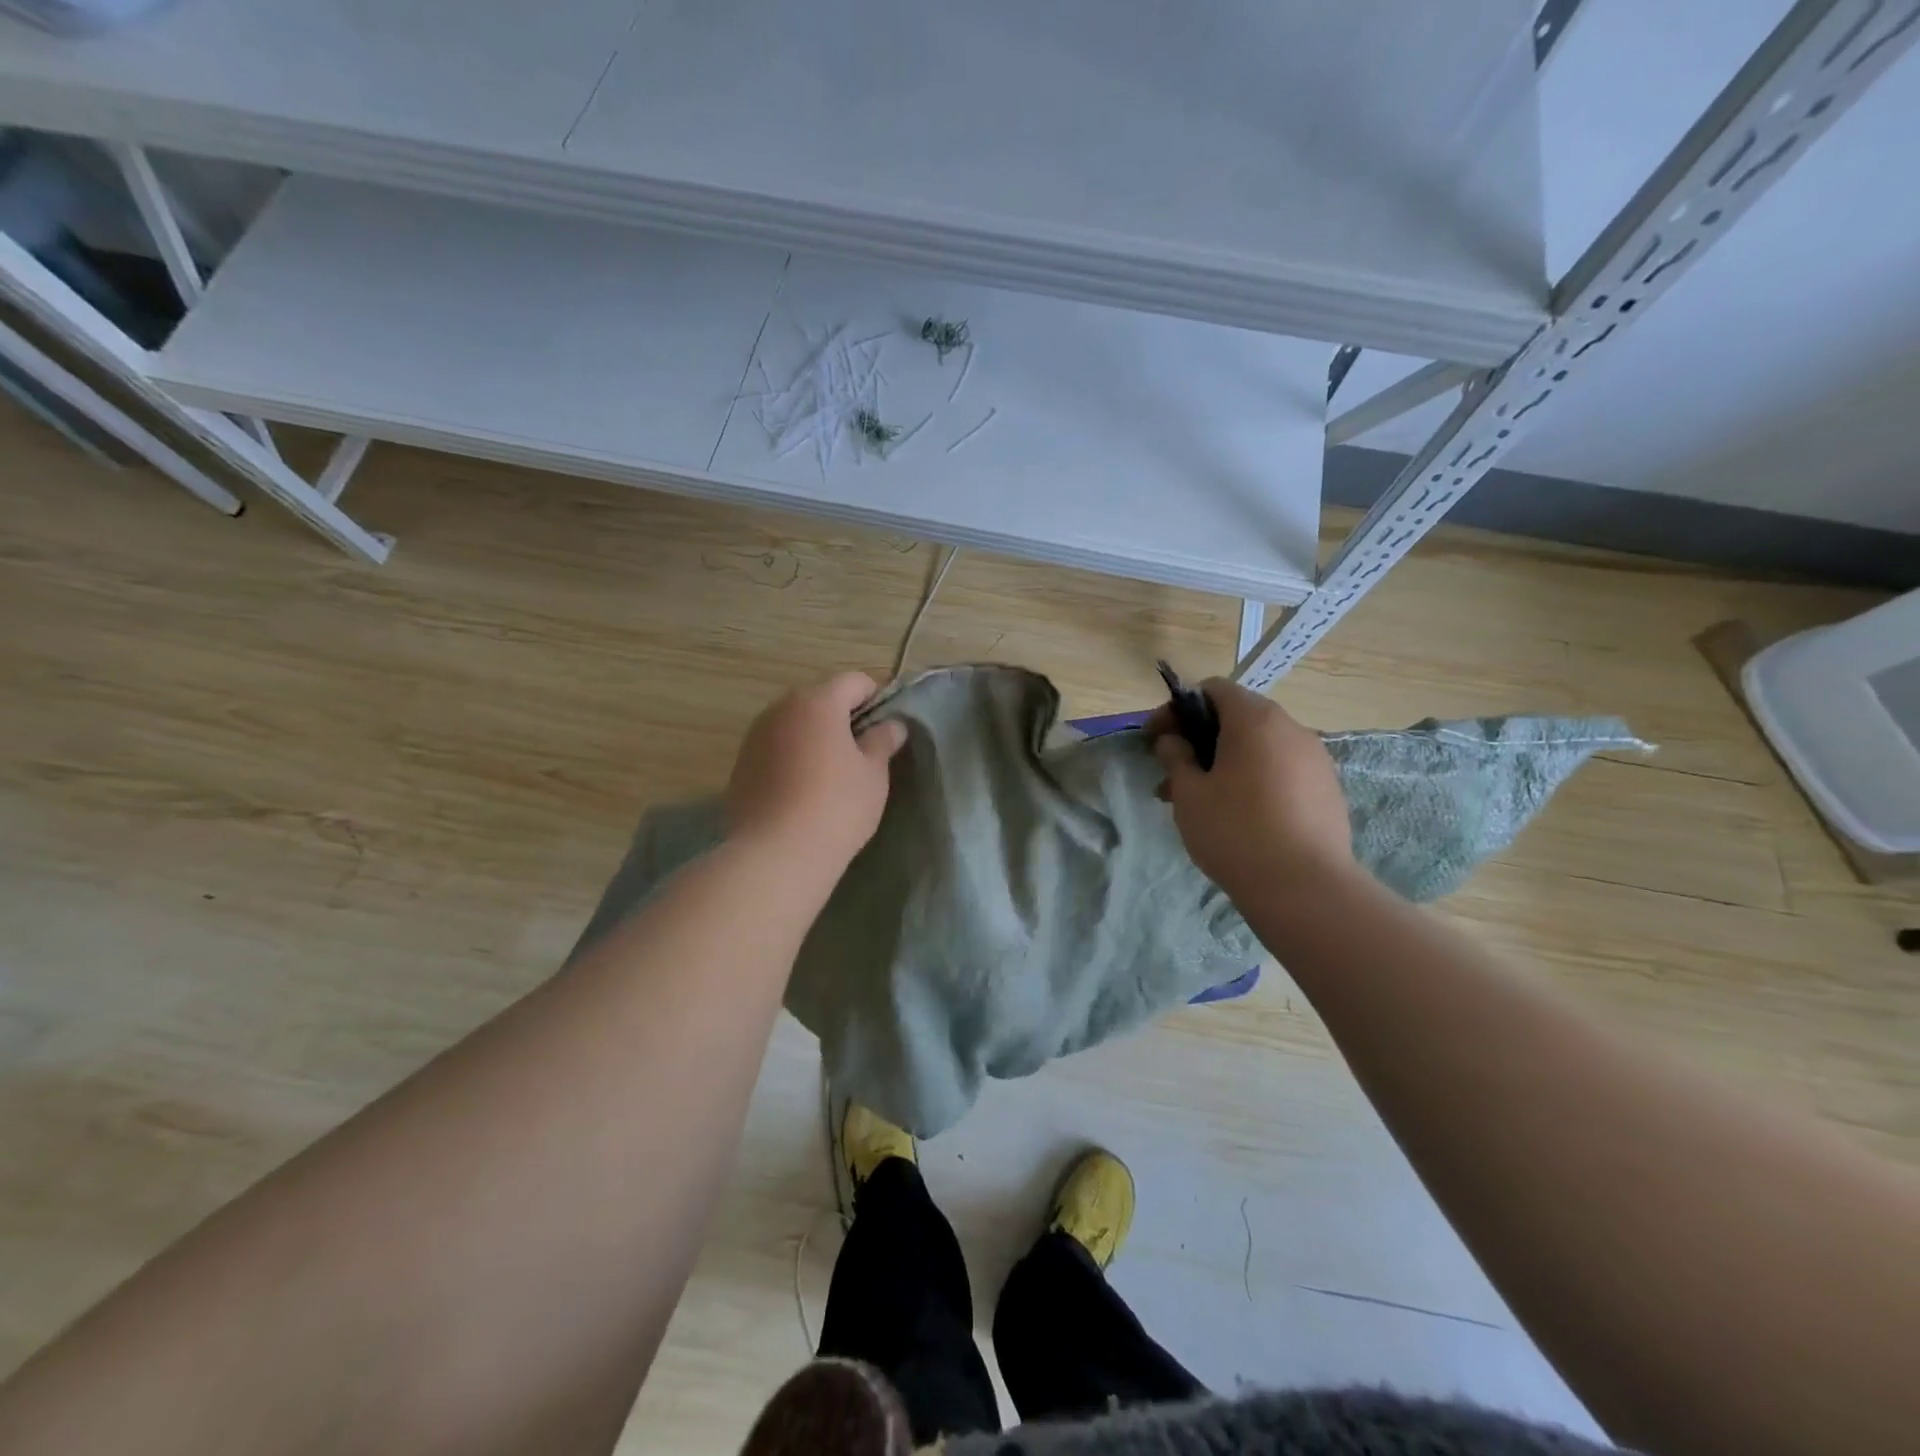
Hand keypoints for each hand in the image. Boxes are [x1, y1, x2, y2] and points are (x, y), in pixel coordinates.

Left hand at [726, 672, 907, 870]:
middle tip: (863, 752)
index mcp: (817, 701)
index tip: (888, 728)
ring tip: (833, 774)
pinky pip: (776, 748)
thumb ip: (883, 741)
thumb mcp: (873, 774)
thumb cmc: (836, 806)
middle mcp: (780, 708)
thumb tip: (892, 725)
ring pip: (795, 724)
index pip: (855, 681)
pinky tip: (804, 790)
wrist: (776, 854)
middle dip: (843, 717)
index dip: (877, 698)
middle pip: (820, 699)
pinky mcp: (741, 764)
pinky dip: (793, 757)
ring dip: (815, 737)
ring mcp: (755, 736)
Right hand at [1148, 679, 1353, 900]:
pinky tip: (1238, 816)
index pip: (1213, 690)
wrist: (1305, 888)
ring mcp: (1315, 759)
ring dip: (1225, 763)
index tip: (1155, 739)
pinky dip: (1253, 780)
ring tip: (1200, 803)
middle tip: (1172, 776)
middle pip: (1237, 719)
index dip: (1178, 710)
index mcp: (1255, 720)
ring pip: (1259, 748)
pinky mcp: (1327, 789)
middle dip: (1200, 741)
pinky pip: (1281, 770)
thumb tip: (1174, 741)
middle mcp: (1291, 729)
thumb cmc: (1235, 831)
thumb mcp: (1189, 793)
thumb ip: (1176, 757)